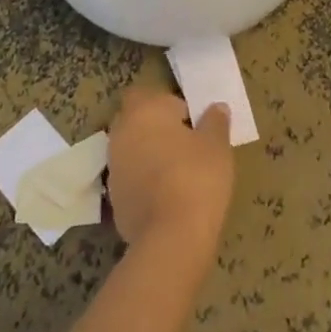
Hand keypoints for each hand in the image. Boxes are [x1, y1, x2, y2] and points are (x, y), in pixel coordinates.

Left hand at [106, 86, 233, 251]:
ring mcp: (113, 167)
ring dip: (149, 155)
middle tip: (186, 144)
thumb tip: (216, 108)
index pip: (147, 93)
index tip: (191, 121)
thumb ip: (215, 121)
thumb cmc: (197, 177)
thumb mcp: (217, 145)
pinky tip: (168, 197)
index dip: (168, 104)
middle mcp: (121, 133)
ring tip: (179, 172)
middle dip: (155, 128)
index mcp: (143, 111)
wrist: (171, 237)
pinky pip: (131, 179)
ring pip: (131, 150)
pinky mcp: (113, 199)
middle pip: (135, 120)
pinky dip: (145, 182)